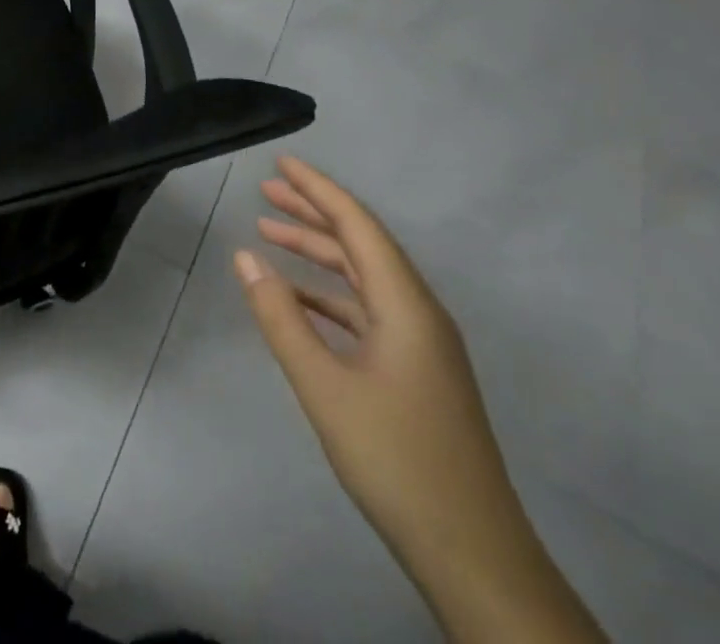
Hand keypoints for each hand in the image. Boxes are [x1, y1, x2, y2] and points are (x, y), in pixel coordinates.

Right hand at [235, 157, 604, 642]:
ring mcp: (421, 345)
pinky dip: (329, 294)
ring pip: (364, 278)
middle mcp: (419, 313)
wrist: (474, 556)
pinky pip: (367, 310)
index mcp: (406, 305)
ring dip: (318, 253)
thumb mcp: (324, 387)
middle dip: (313, 214)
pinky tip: (298, 300)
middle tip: (266, 191)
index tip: (281, 163)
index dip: (318, 189)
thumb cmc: (397, 461)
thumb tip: (245, 256)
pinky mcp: (417, 372)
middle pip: (361, 244)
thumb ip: (281, 318)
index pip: (357, 225)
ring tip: (270, 234)